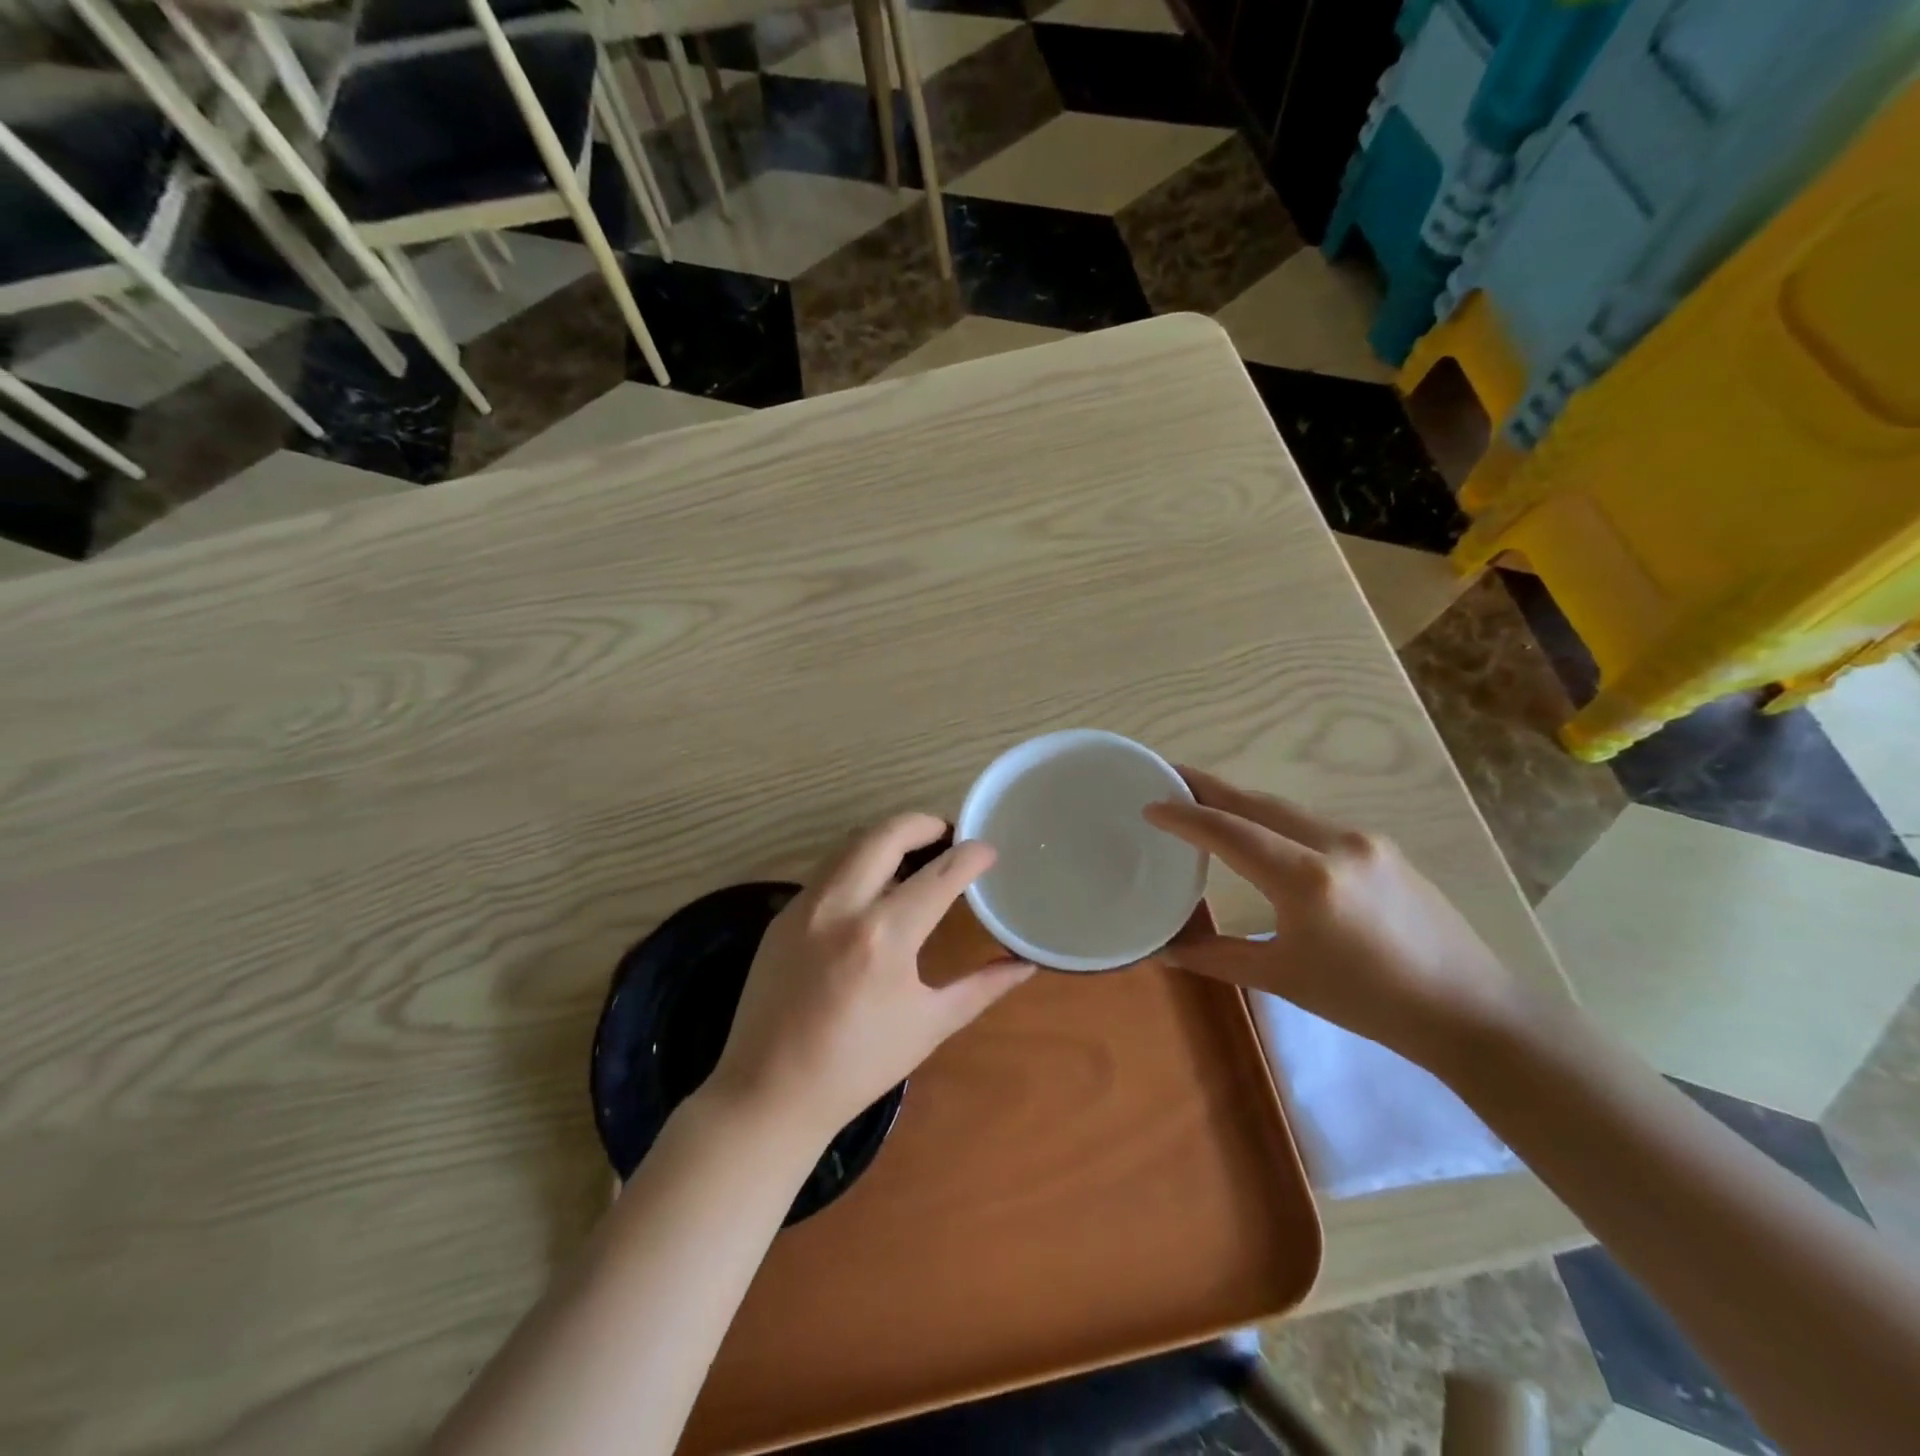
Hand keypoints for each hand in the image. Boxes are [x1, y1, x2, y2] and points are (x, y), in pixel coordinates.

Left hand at [706, 814, 1034, 1143]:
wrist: (769, 1092)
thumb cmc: (859, 1066)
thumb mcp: (930, 1026)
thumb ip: (982, 987)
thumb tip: (1025, 964)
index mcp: (885, 936)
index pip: (940, 874)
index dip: (971, 856)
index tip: (988, 851)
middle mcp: (842, 906)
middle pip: (888, 834)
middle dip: (925, 824)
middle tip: (949, 836)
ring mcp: (805, 905)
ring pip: (852, 843)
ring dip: (888, 837)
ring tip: (915, 853)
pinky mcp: (783, 914)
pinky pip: (827, 868)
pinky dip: (857, 860)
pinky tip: (872, 885)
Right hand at [1143, 768, 1523, 1068]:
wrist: (1471, 1011)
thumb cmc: (1369, 1003)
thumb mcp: (1283, 980)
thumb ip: (1216, 957)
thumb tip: (1161, 951)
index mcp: (1307, 880)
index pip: (1230, 832)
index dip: (1185, 816)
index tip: (1149, 804)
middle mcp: (1335, 843)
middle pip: (1256, 803)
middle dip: (1208, 787)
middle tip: (1167, 776)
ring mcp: (1363, 840)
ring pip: (1285, 808)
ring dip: (1241, 802)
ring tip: (1205, 801)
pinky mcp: (1382, 847)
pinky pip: (1312, 822)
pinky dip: (1274, 819)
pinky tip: (1262, 832)